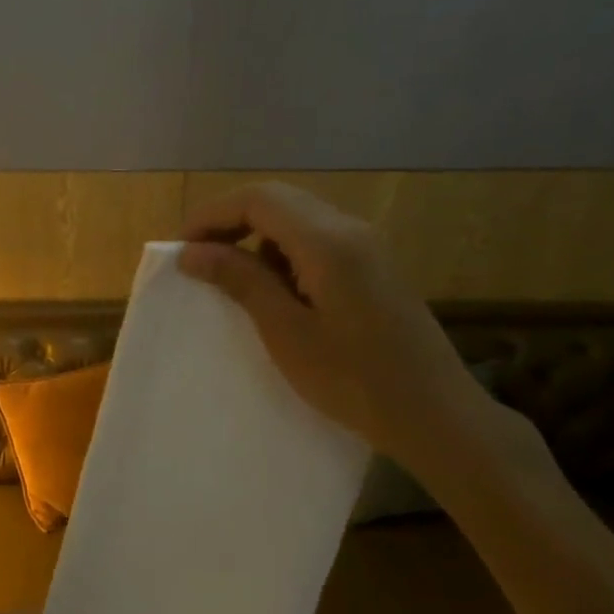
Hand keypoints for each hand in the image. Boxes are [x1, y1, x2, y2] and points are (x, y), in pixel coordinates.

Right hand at [179, 182, 493, 472]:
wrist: (433, 414)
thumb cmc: (353, 379)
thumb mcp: (286, 332)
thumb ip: (241, 282)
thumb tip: (192, 252)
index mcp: (329, 241)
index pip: (258, 200)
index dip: (211, 215)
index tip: (179, 250)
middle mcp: (350, 230)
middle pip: (277, 201)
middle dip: (228, 222)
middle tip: (195, 260)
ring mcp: (366, 247)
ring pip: (296, 219)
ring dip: (254, 237)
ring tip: (227, 277)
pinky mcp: (372, 268)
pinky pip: (315, 242)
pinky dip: (281, 254)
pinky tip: (272, 291)